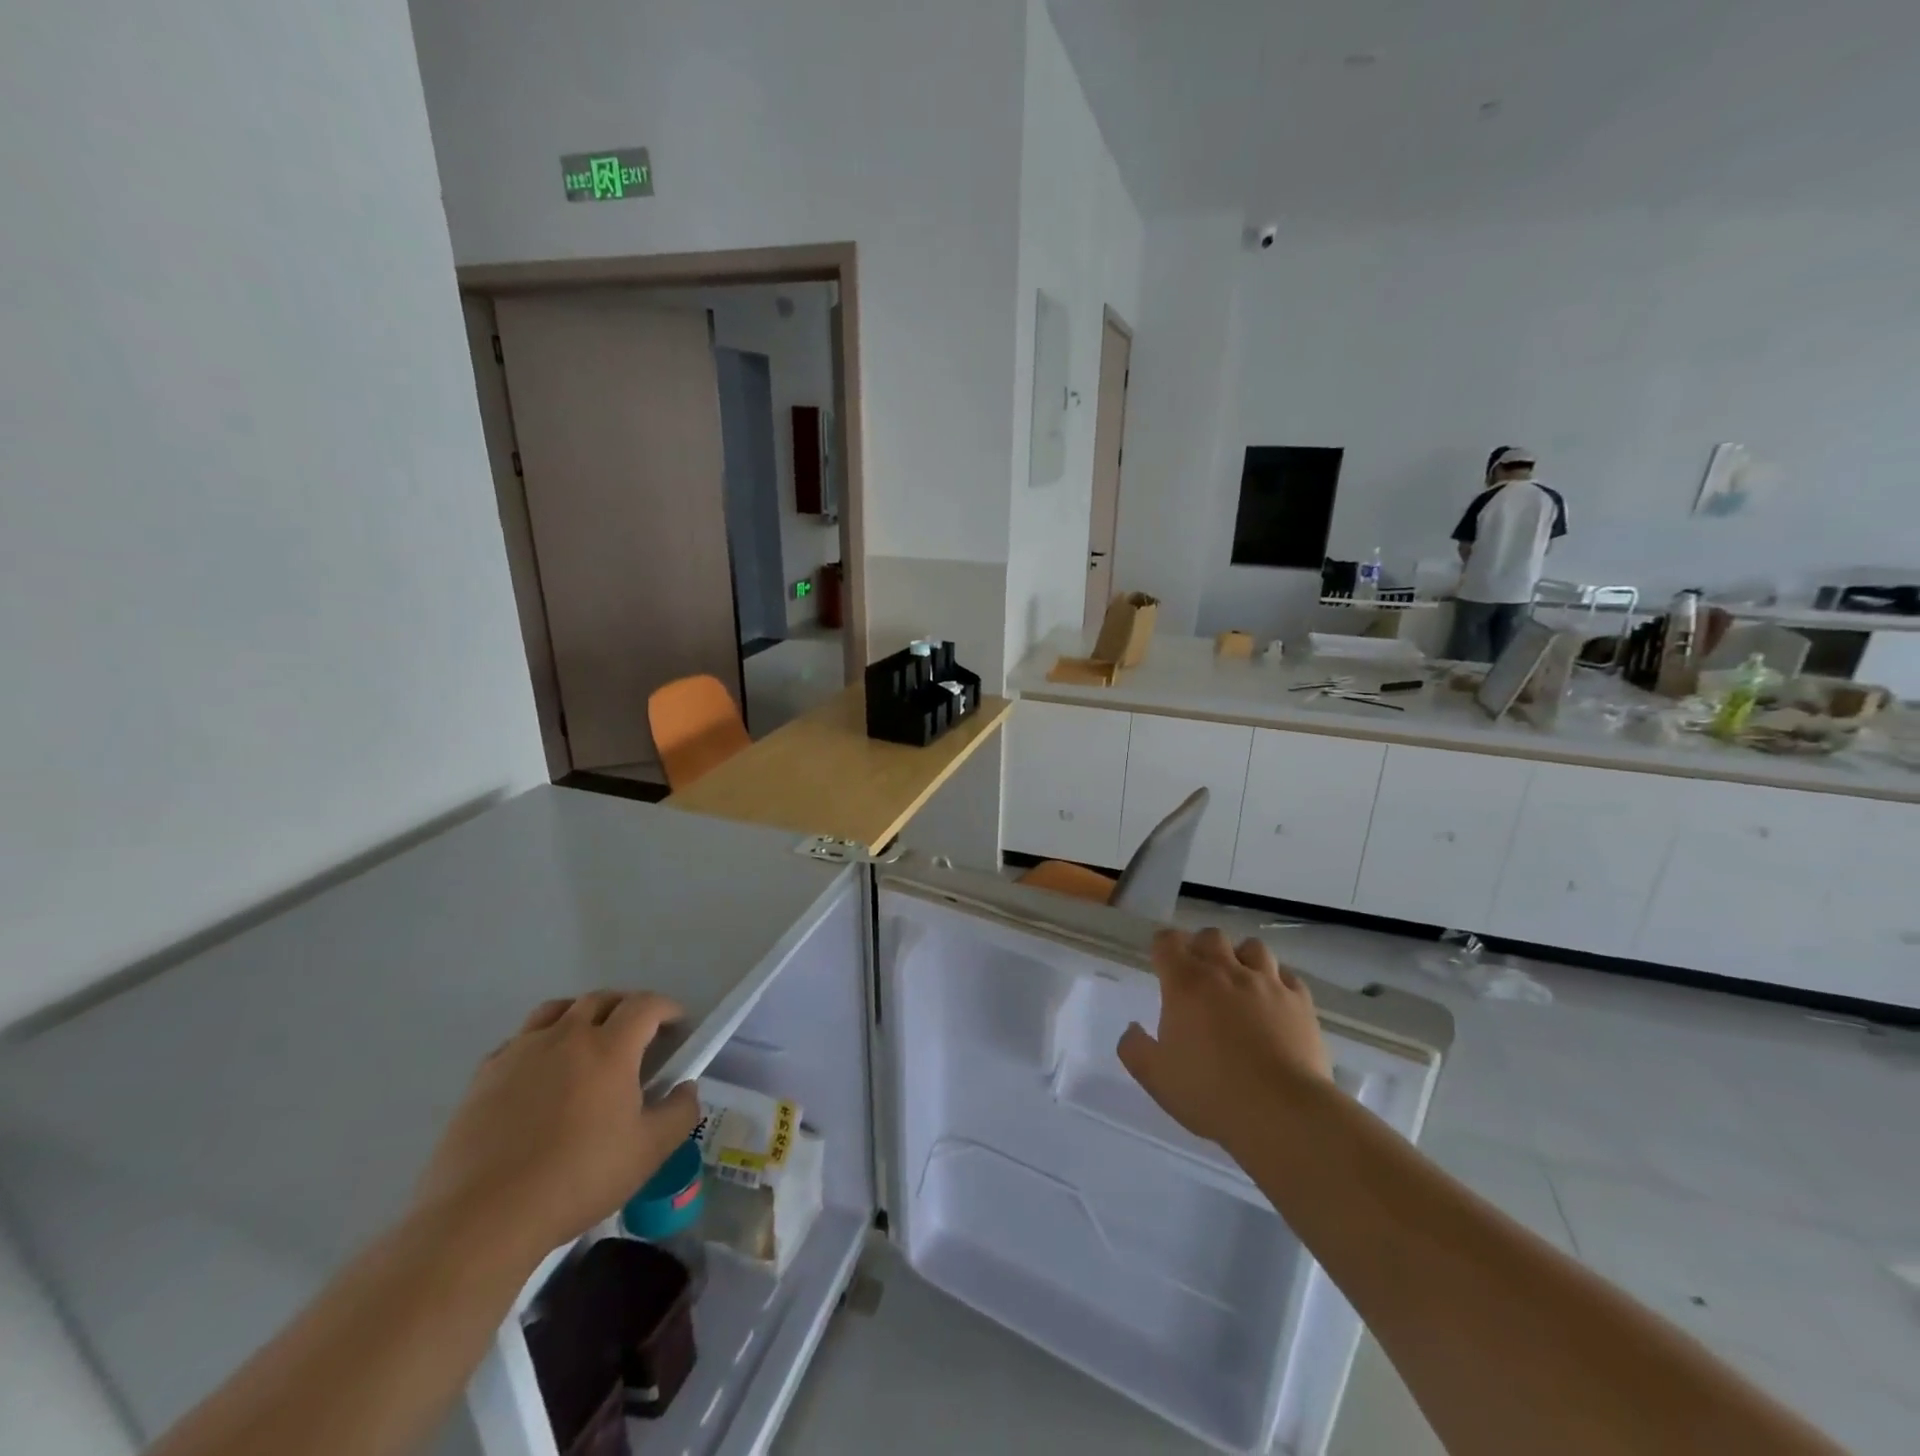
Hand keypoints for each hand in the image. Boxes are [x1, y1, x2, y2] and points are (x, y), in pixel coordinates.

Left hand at [411, 992, 700, 1261]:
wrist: (482, 1218)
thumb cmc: (577, 1179)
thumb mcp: (649, 1152)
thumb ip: (680, 1113)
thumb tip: (686, 1088)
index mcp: (610, 1047)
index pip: (645, 1006)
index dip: (666, 1008)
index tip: (677, 1024)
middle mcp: (566, 1036)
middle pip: (601, 999)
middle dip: (626, 1007)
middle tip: (638, 1032)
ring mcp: (521, 1052)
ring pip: (557, 1010)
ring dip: (581, 1014)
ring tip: (588, 1040)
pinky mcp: (485, 1075)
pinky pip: (520, 1040)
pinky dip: (540, 1042)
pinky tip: (541, 1073)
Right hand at [1117, 928, 1332, 1151]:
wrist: (1282, 1113)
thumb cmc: (1210, 1093)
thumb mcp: (1156, 1078)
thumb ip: (1134, 1048)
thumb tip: (1132, 1029)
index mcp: (1185, 984)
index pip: (1168, 942)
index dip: (1163, 947)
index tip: (1161, 961)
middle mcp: (1225, 972)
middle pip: (1211, 937)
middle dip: (1202, 948)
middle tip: (1199, 975)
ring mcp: (1267, 983)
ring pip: (1253, 947)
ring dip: (1242, 959)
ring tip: (1240, 983)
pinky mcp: (1300, 1002)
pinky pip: (1287, 976)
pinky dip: (1277, 982)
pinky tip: (1274, 1002)